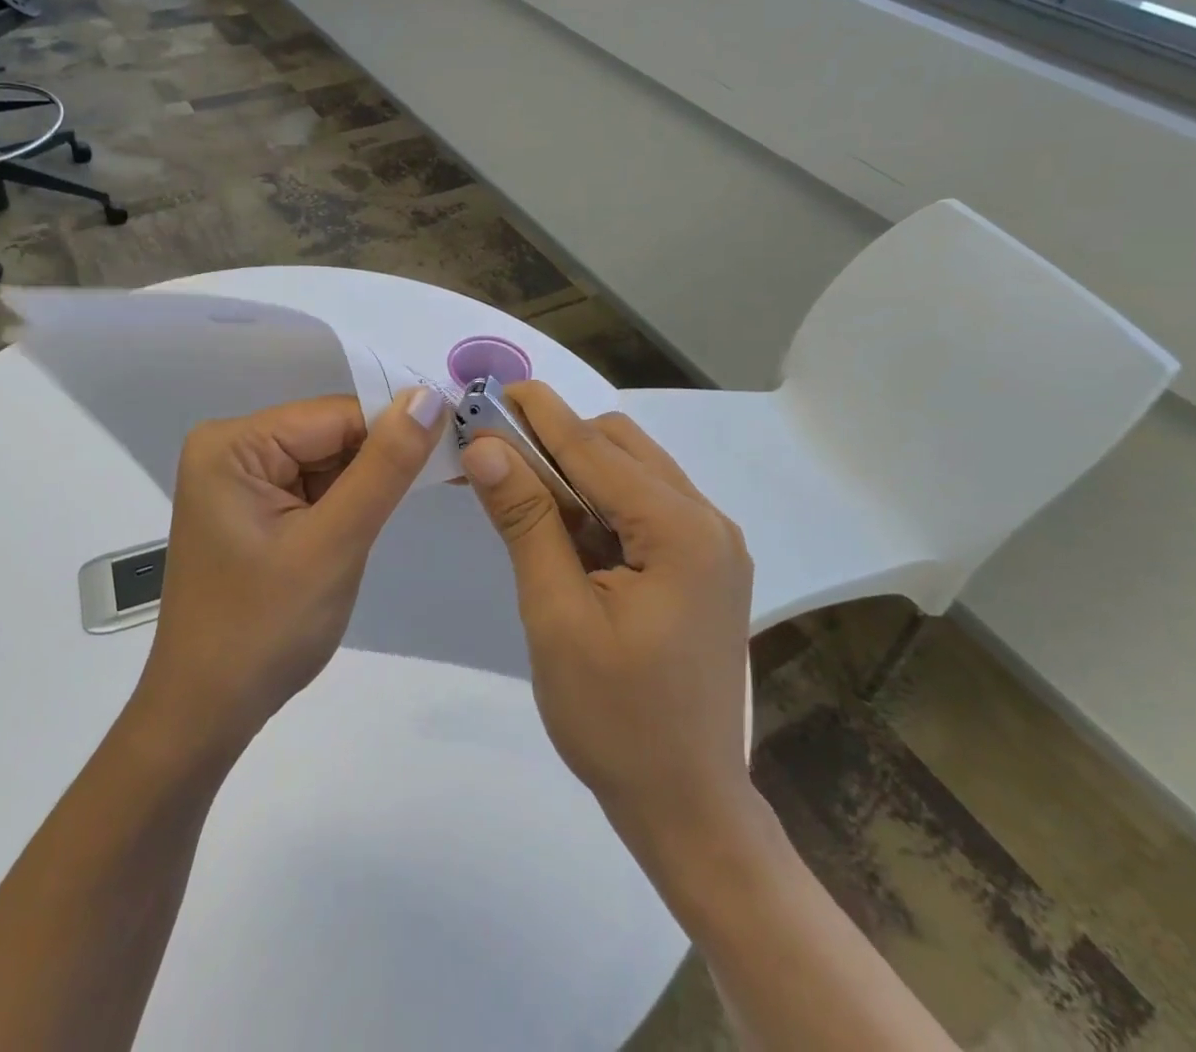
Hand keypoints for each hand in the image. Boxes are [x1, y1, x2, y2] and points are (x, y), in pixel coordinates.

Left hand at [133, 388, 450, 756]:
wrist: (207, 713)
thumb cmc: (264, 630)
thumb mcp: (333, 543)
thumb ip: (384, 467)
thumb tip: (429, 396)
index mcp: (234, 444)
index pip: (335, 415)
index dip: (398, 427)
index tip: (458, 443)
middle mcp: (232, 448)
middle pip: (331, 434)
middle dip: (384, 458)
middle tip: (452, 475)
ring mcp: (241, 479)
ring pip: (329, 460)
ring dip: (369, 484)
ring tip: (416, 503)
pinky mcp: (254, 507)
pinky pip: (315, 487)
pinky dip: (349, 503)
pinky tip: (368, 525)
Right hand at [461, 382, 756, 869]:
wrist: (686, 807)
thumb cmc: (615, 719)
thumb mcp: (556, 615)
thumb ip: (525, 522)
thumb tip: (485, 448)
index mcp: (681, 531)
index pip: (595, 449)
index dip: (538, 415)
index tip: (491, 388)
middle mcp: (708, 523)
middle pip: (621, 448)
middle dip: (556, 439)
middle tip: (494, 448)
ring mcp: (711, 546)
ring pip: (633, 473)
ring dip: (575, 469)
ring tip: (518, 482)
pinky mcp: (701, 568)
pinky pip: (643, 508)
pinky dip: (598, 502)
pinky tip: (560, 523)